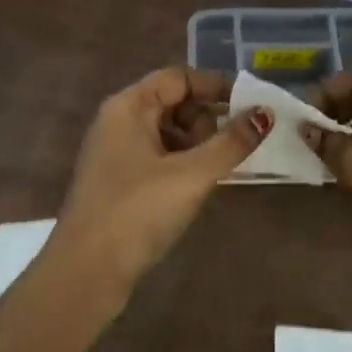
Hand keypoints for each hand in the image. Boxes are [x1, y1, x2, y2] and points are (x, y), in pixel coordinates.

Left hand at [53, 68, 268, 292]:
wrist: (85, 274)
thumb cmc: (136, 213)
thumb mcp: (191, 174)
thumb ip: (231, 143)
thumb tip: (266, 114)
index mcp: (128, 107)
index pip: (178, 78)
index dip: (215, 86)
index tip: (250, 105)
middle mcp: (119, 122)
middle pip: (173, 103)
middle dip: (207, 119)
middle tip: (232, 147)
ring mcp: (117, 153)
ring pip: (168, 133)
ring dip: (198, 145)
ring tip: (219, 171)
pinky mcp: (120, 183)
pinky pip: (160, 158)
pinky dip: (184, 164)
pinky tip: (200, 187)